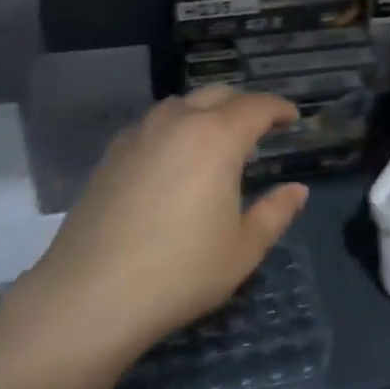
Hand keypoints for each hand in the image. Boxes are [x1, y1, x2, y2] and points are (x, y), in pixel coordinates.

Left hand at [23, 87, 308, 361]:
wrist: (92, 293)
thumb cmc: (181, 271)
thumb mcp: (243, 249)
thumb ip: (275, 213)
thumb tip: (297, 190)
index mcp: (216, 137)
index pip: (256, 106)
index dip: (278, 108)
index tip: (292, 117)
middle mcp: (177, 123)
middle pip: (216, 95)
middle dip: (243, 104)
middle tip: (259, 125)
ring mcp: (138, 135)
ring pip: (179, 105)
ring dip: (205, 111)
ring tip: (215, 138)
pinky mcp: (110, 155)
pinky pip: (151, 125)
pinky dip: (173, 128)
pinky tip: (172, 157)